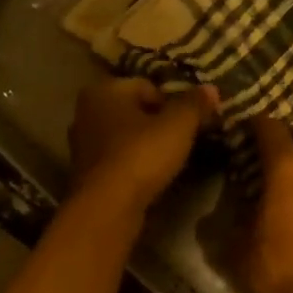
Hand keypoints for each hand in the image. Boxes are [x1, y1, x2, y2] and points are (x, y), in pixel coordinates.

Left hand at [68, 76, 217, 216]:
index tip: (189, 123)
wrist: (107, 206)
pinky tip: (148, 177)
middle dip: (157, 123)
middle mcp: (85, 111)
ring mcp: (81, 144)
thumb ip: (194, 104)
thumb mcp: (178, 126)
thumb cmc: (141, 155)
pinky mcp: (84, 173)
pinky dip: (132, 164)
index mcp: (104, 90)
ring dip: (144, 145)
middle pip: (133, 111)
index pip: (147, 86)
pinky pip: (116, 159)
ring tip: (167, 161)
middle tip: (181, 141)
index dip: (173, 103)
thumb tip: (211, 88)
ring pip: (123, 136)